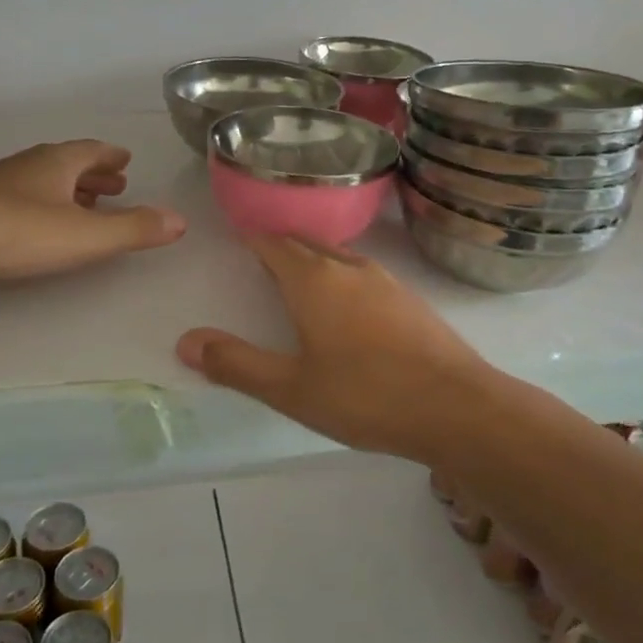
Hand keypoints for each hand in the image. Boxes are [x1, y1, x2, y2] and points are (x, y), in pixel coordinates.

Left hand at [0, 140, 185, 283]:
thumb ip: (133, 228)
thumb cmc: (18, 230)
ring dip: (66, 191)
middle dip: (92, 174)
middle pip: (67, 164)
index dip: (111, 157)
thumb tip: (180, 220)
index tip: (125, 161)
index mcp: (57, 162)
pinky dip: (40, 206)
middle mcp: (28, 166)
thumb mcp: (86, 234)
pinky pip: (19, 199)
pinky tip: (37, 226)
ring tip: (83, 206)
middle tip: (113, 185)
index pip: (92, 151)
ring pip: (41, 181)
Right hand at [176, 236, 504, 459]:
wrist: (456, 407)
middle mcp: (350, 269)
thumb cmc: (365, 396)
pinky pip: (365, 274)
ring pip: (339, 256)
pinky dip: (343, 276)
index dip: (253, 238)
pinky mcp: (412, 300)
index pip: (274, 244)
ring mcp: (387, 281)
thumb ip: (237, 364)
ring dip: (314, 258)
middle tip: (261, 254)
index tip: (238, 235)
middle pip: (306, 243)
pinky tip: (348, 304)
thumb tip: (186, 341)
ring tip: (299, 275)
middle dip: (281, 245)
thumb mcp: (290, 389)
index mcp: (314, 281)